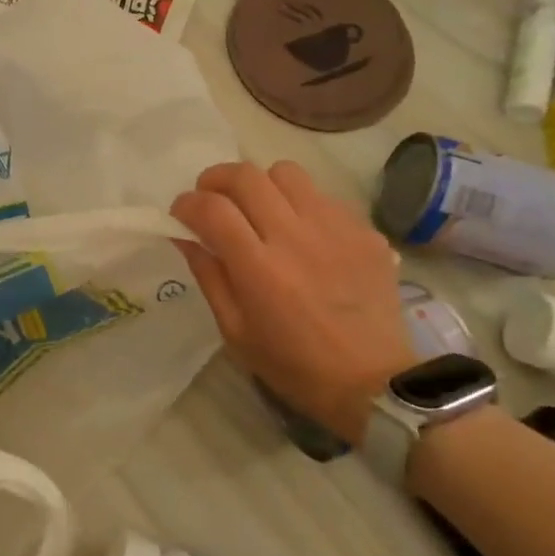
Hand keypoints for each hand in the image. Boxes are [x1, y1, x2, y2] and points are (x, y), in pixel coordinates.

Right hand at [172, 161, 415, 444]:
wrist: (374, 383)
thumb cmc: (293, 365)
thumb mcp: (234, 330)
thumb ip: (208, 275)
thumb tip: (185, 235)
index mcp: (259, 268)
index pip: (211, 208)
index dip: (186, 204)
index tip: (180, 215)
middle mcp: (295, 237)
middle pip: (245, 176)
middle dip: (216, 180)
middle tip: (211, 200)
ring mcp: (335, 229)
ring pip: (285, 172)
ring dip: (261, 184)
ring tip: (258, 209)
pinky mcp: (365, 231)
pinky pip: (322, 195)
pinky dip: (299, 204)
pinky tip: (300, 233)